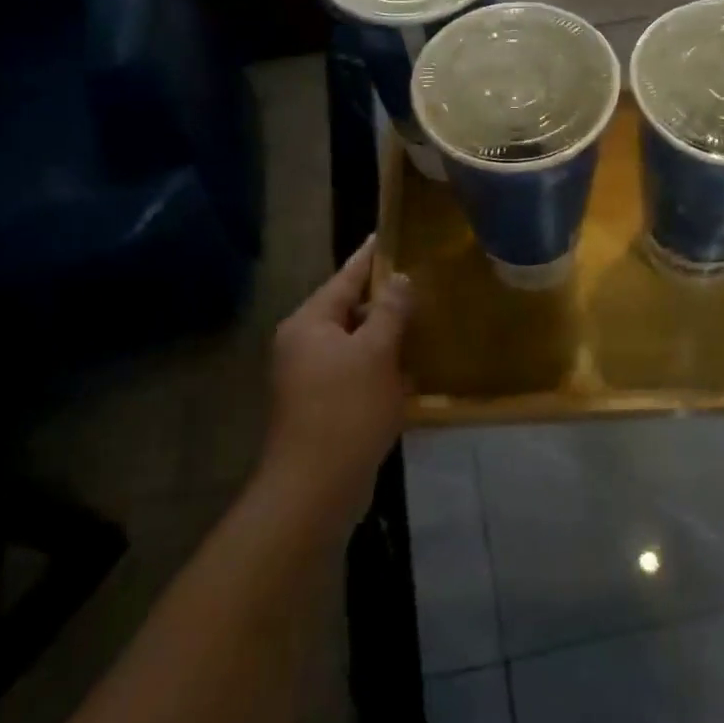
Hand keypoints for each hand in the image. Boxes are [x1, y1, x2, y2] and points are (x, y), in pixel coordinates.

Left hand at [262, 238, 413, 530]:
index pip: (345, 277)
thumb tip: (399, 279)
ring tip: (420, 317)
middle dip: (382, 298)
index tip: (387, 234)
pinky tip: (408, 366)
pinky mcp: (322, 405)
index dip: (369, 257)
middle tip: (418, 279)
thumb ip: (390, 311)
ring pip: (354, 342)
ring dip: (384, 334)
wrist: (315, 488)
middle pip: (348, 309)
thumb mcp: (376, 352)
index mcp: (309, 323)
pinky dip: (379, 365)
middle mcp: (303, 343)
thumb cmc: (346, 409)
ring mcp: (310, 377)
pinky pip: (354, 371)